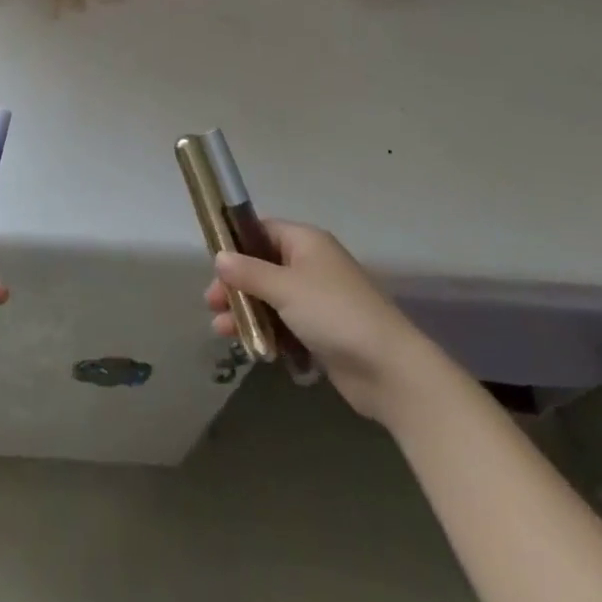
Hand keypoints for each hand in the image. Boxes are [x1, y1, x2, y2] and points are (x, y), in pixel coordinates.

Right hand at [205, 219, 444, 424]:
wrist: (389, 370)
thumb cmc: (334, 314)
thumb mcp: (285, 288)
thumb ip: (248, 272)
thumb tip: (219, 257)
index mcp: (306, 242)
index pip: (262, 231)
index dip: (236, 244)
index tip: (212, 264)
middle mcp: (311, 265)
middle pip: (262, 267)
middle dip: (236, 285)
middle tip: (212, 304)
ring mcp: (317, 300)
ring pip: (271, 299)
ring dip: (247, 312)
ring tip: (222, 332)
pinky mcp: (321, 333)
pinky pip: (285, 325)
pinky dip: (268, 333)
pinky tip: (252, 349)